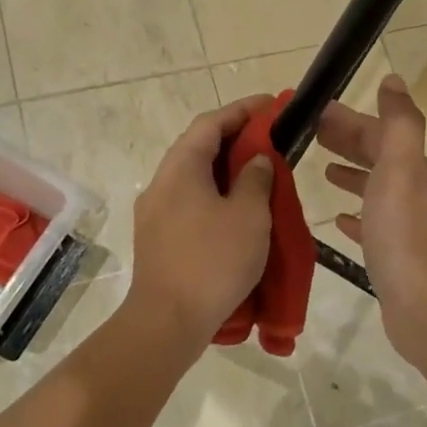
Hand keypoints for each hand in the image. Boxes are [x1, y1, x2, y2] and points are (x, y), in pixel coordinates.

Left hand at [127, 96, 276, 349]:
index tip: (272, 105)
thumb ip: (255, 178)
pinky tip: (237, 213)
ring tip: (259, 175)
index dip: (242, 110)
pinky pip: (189, 203)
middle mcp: (161, 183)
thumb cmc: (213, 261)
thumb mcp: (248, 215)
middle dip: (235, 139)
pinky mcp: (158, 239)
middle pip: (198, 148)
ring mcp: (155, 213)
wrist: (168, 321)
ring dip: (225, 171)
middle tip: (270, 140)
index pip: (210, 123)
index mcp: (180, 168)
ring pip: (193, 178)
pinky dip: (215, 196)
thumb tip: (256, 159)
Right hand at [319, 75, 426, 366]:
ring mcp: (408, 226)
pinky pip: (373, 224)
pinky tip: (340, 219)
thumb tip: (394, 80)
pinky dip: (357, 214)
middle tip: (310, 135)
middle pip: (379, 158)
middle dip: (348, 141)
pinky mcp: (396, 256)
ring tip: (323, 169)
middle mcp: (416, 193)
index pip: (380, 133)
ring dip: (352, 174)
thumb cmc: (404, 235)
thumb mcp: (401, 169)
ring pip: (376, 189)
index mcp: (415, 170)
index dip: (348, 120)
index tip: (313, 112)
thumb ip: (399, 124)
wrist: (425, 307)